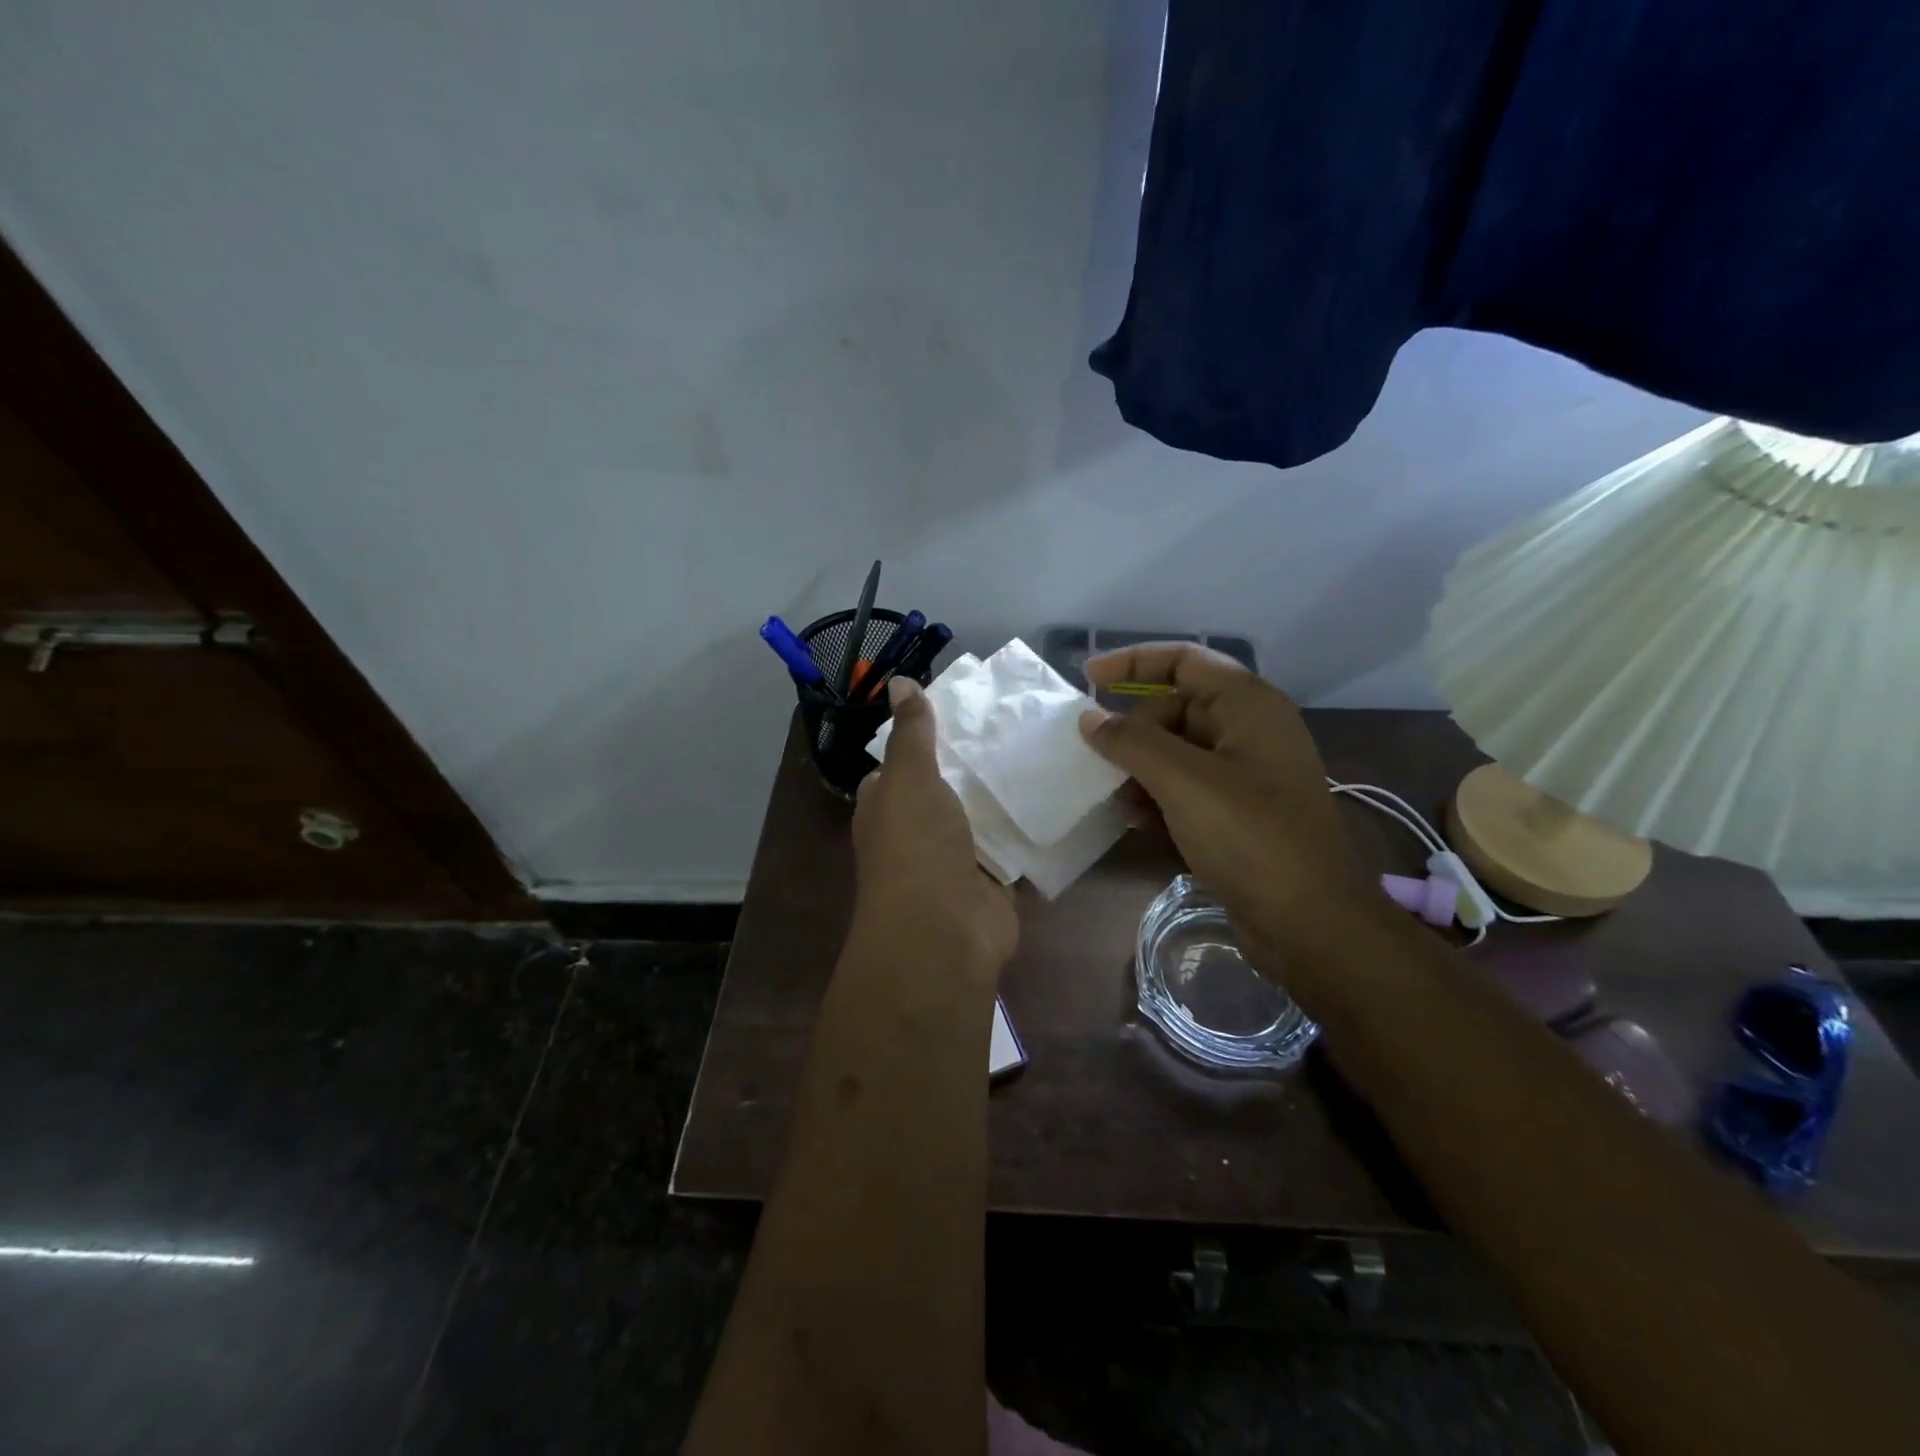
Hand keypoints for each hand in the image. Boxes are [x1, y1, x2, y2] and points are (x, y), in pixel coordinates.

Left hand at [852, 677, 1018, 975]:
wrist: (944, 932)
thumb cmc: (916, 847)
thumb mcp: (908, 778)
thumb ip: (911, 732)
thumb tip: (900, 682)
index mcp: (888, 806)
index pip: (903, 762)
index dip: (927, 735)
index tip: (967, 706)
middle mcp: (918, 830)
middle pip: (949, 786)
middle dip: (977, 761)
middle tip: (1018, 721)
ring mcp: (955, 857)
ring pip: (983, 814)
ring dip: (1006, 792)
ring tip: (1044, 747)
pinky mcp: (992, 878)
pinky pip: (1012, 844)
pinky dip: (1029, 826)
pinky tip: (1058, 793)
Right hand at [1079, 645, 1383, 983]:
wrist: (1309, 922)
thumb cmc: (1250, 836)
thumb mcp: (1184, 782)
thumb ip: (1132, 742)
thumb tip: (1090, 719)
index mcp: (1248, 705)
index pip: (1184, 660)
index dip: (1133, 661)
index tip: (1088, 676)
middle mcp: (1250, 730)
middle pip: (1175, 709)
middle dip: (1134, 734)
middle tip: (1100, 763)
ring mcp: (1248, 773)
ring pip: (1177, 753)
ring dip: (1142, 772)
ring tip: (1120, 802)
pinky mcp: (1241, 812)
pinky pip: (1188, 788)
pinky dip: (1161, 799)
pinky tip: (1142, 825)